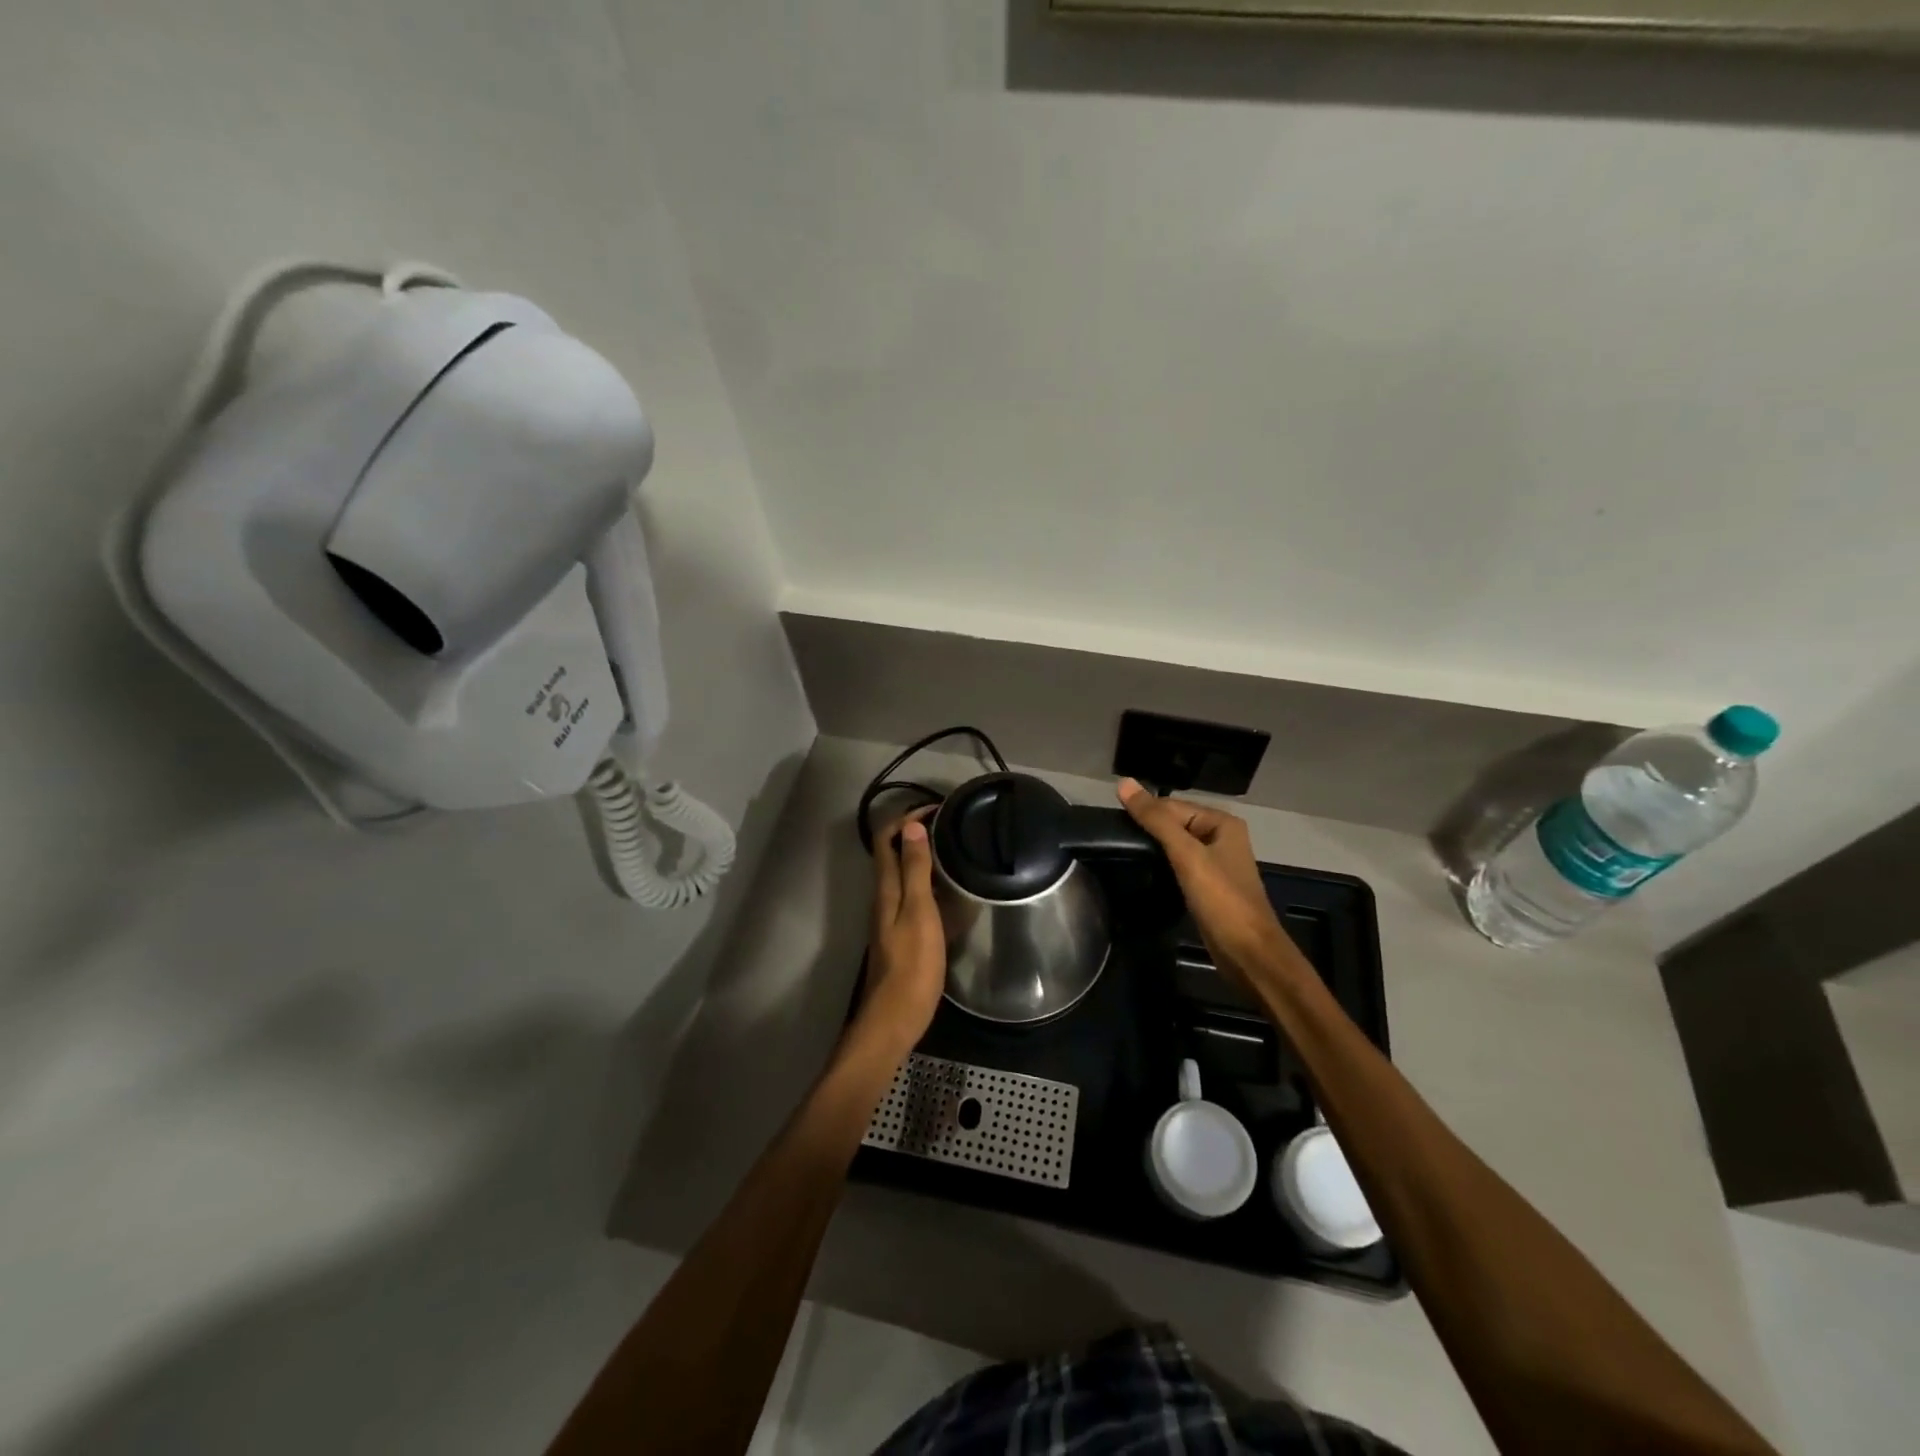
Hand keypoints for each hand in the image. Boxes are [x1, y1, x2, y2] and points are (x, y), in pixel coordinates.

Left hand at [855, 808, 946, 1057]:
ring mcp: (892, 916)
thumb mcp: (918, 912)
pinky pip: (915, 896)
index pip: (887, 839)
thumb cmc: (911, 964)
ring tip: (956, 850)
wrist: (895, 1017)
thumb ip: (915, 870)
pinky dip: (931, 883)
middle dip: (917, 833)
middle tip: (951, 825)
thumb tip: (912, 826)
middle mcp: (884, 896)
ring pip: (905, 875)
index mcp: (885, 887)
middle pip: (894, 854)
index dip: (907, 817)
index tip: (937, 808)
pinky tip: (953, 891)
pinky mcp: (902, 933)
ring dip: (924, 857)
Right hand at [1117, 778, 1301, 987]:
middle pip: (1173, 824)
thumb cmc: (1221, 900)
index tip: (1112, 825)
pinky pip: (1179, 867)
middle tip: (1114, 842)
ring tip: (1122, 856)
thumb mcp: (1186, 855)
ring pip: (1175, 847)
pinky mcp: (1208, 887)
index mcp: (1221, 823)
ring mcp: (1215, 864)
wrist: (1248, 954)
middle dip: (1147, 832)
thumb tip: (1123, 782)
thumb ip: (1155, 819)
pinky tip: (1143, 874)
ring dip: (1153, 851)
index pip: (1171, 806)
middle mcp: (1221, 838)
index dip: (1143, 813)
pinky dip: (1162, 868)